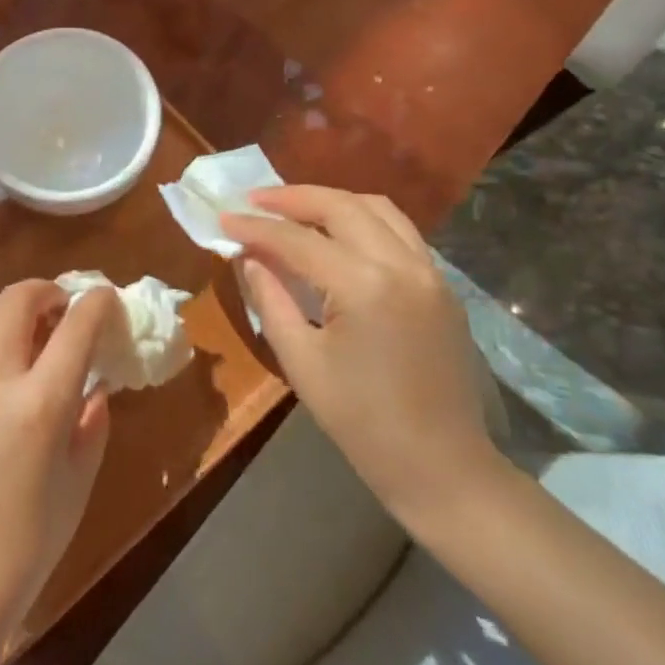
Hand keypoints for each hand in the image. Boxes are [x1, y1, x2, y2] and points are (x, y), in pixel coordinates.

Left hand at [0, 279, 117, 654]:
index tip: (109, 299)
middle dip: (48, 290)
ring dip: (15, 309)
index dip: (97, 304)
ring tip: (35, 334)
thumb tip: (94, 390)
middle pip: (17, 299)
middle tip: (66, 310)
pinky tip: (3, 383)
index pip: (75, 327)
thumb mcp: (76, 486)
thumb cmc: (24, 549)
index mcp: (38, 404)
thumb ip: (90, 426)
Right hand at [220, 186, 501, 522]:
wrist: (442, 467)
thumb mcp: (301, 361)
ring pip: (377, 208)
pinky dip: (362, 220)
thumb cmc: (361, 422)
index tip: (222, 217)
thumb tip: (250, 258)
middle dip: (292, 198)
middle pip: (341, 206)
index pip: (297, 240)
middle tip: (253, 201)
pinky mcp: (441, 286)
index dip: (255, 227)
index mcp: (364, 286)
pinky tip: (336, 236)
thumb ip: (271, 299)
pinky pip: (399, 232)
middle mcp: (402, 265)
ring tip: (293, 210)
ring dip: (331, 202)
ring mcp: (430, 272)